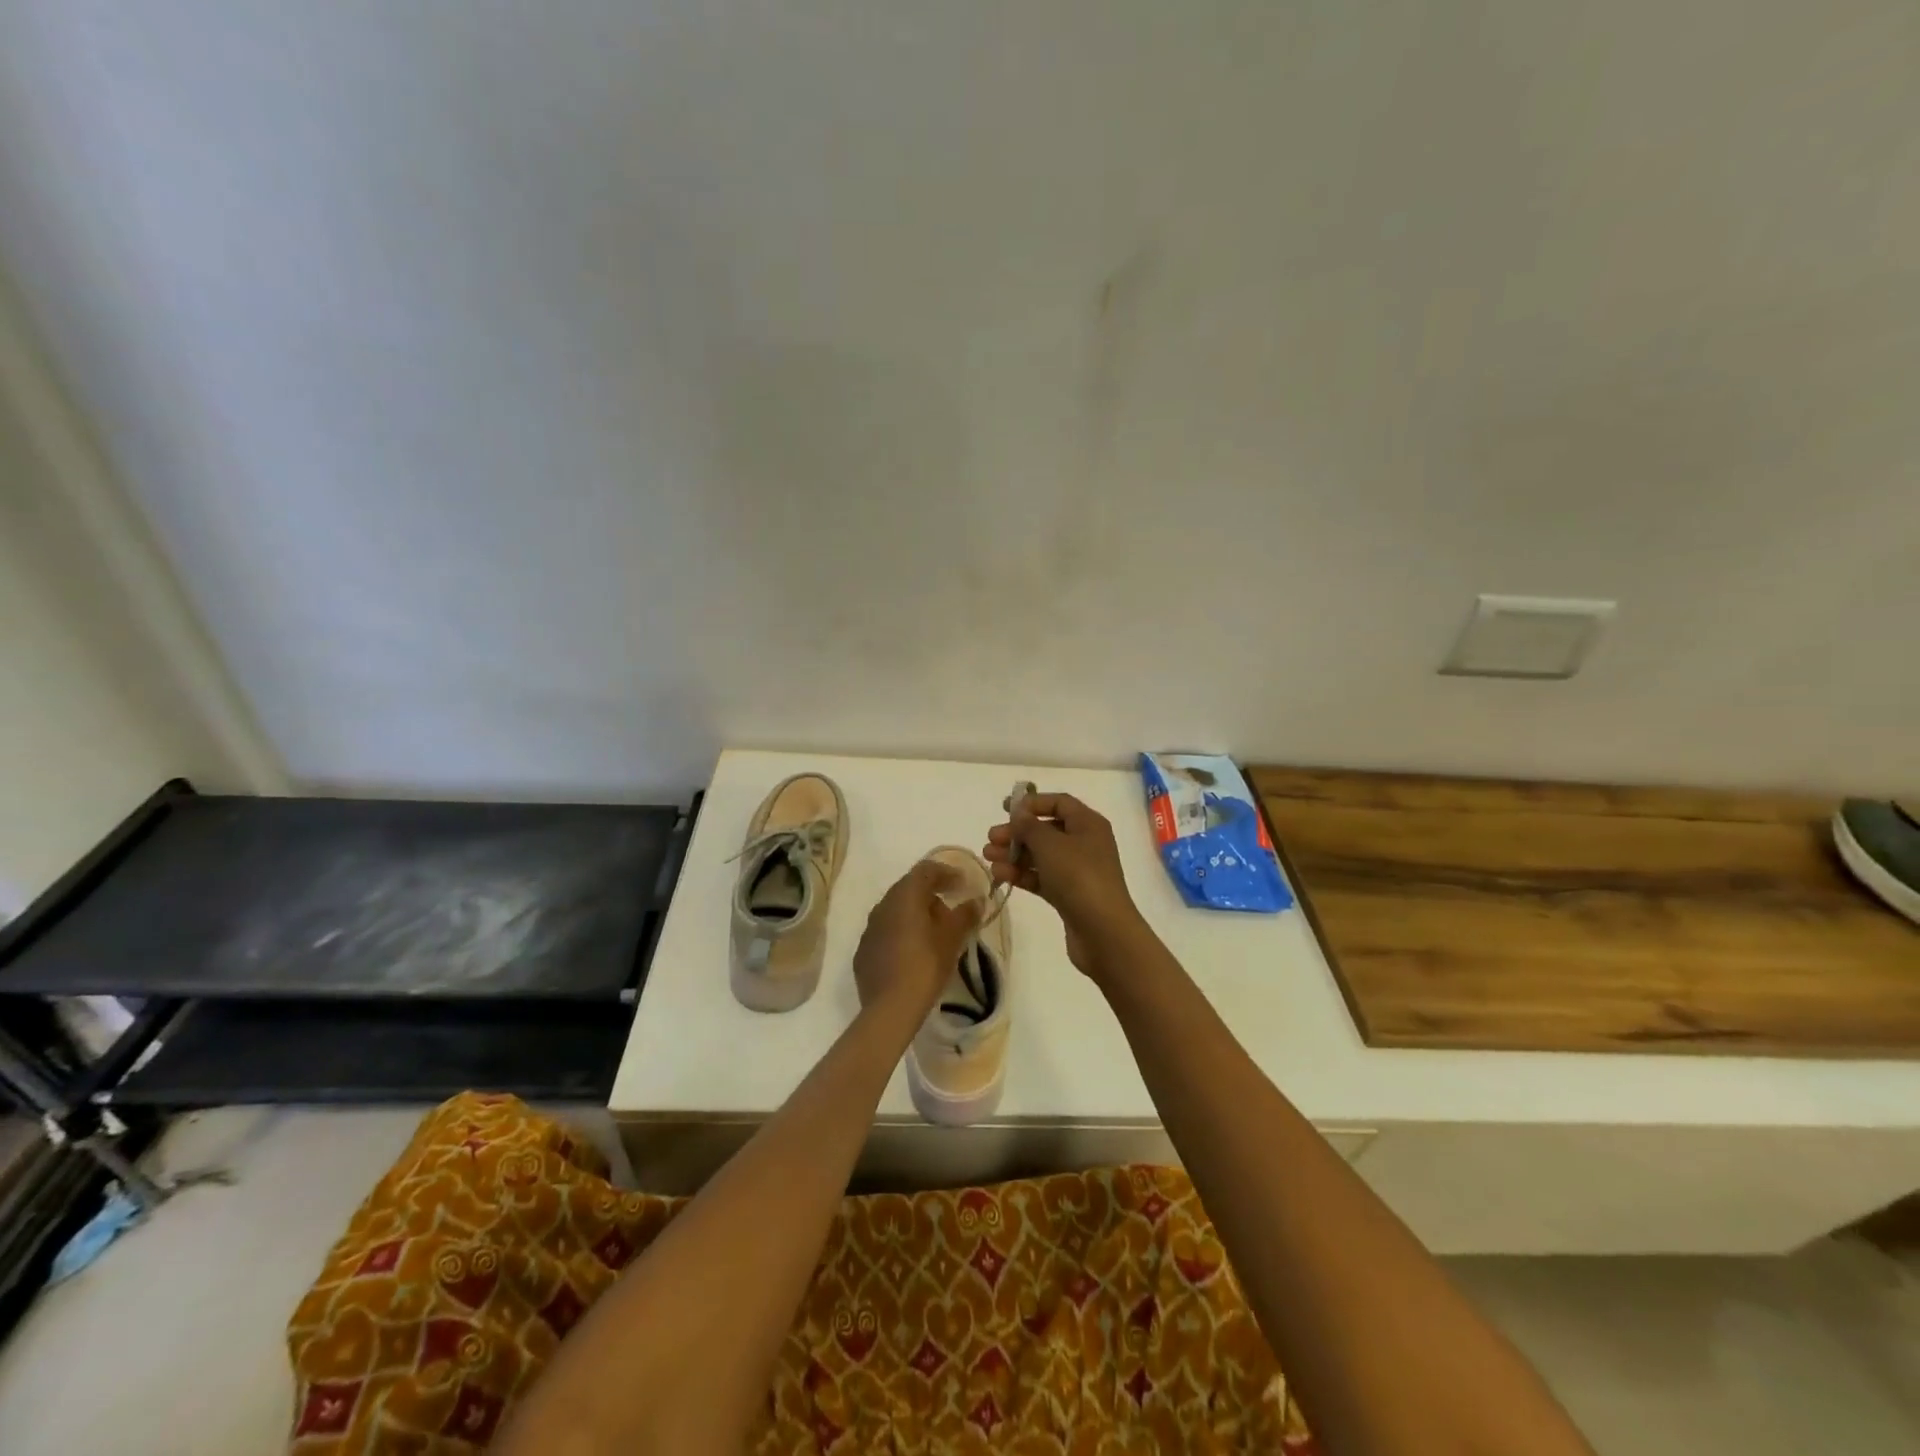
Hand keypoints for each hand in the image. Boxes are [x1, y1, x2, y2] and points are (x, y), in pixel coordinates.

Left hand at [853, 860, 978, 1023]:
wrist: (890, 1008)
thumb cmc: (925, 965)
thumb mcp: (952, 939)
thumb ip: (965, 915)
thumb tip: (976, 901)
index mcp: (904, 896)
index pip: (926, 870)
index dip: (947, 873)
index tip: (963, 884)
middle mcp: (883, 905)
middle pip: (909, 889)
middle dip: (932, 895)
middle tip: (951, 912)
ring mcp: (870, 929)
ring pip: (896, 911)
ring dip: (916, 915)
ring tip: (935, 934)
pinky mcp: (864, 951)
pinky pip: (886, 932)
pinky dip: (902, 933)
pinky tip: (914, 952)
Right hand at [983, 792, 1146, 977]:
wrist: (1103, 931)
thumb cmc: (1079, 877)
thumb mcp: (1050, 845)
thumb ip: (1029, 826)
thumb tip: (1019, 811)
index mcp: (1088, 824)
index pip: (1059, 803)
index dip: (1032, 803)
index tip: (1005, 808)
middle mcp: (1085, 843)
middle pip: (1046, 830)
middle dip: (1017, 833)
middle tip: (991, 839)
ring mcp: (1078, 870)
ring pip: (1041, 855)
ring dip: (1014, 854)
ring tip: (988, 859)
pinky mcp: (1069, 894)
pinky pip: (1042, 877)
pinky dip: (1022, 874)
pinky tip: (1001, 875)